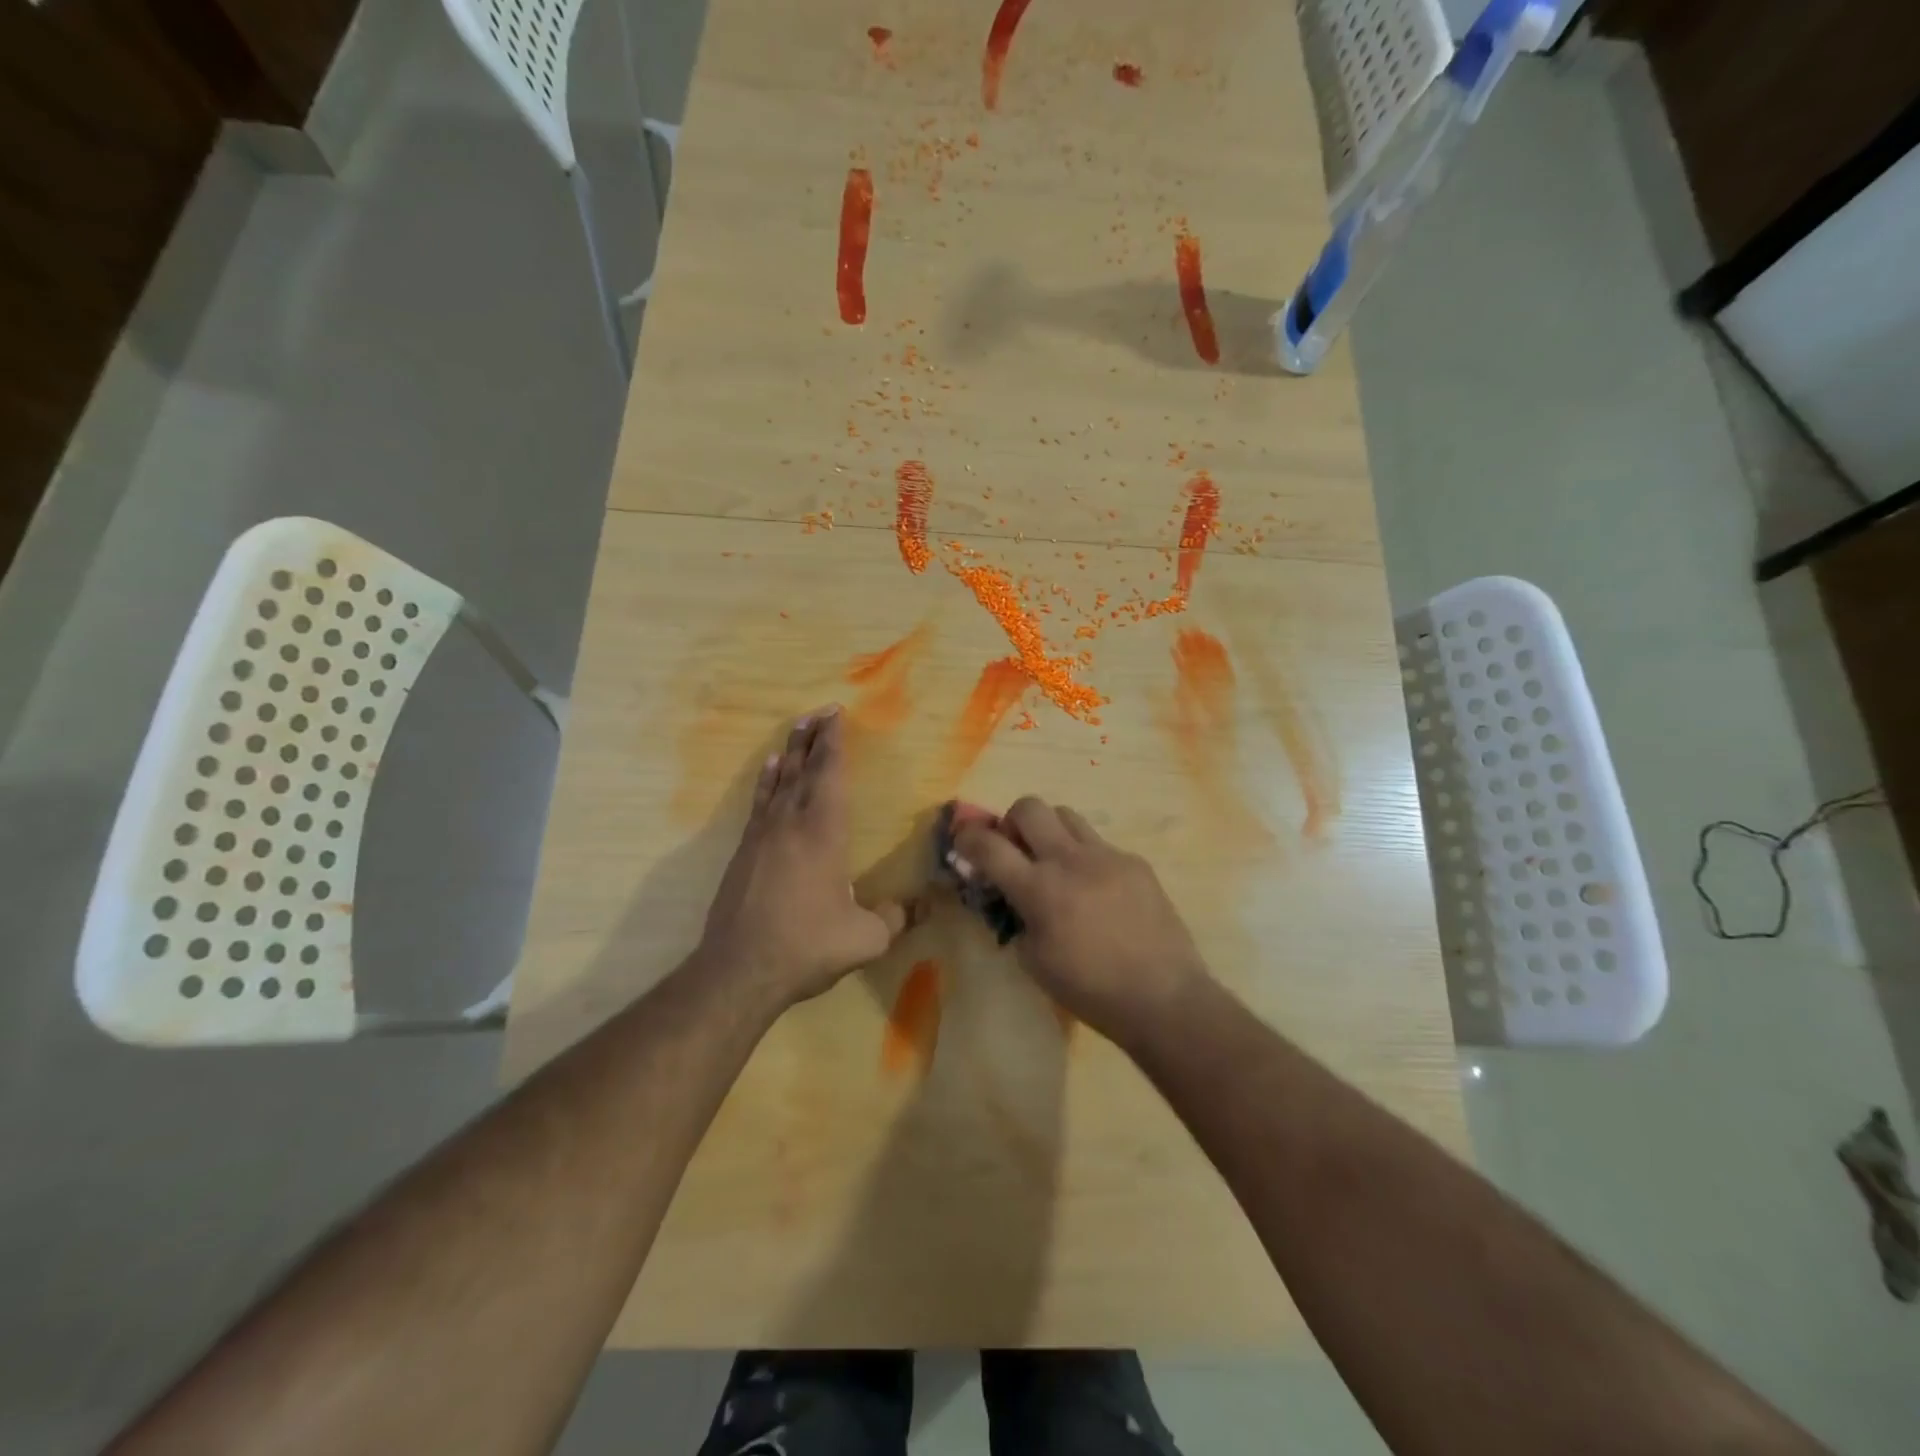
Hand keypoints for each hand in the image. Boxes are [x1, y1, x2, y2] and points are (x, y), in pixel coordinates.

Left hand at [696, 707, 908, 1013]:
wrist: (739, 970)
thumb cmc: (807, 946)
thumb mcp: (865, 939)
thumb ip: (896, 918)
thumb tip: (924, 906)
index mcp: (823, 833)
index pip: (830, 775)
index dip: (835, 743)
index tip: (837, 715)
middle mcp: (791, 823)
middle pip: (803, 769)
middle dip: (814, 738)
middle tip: (821, 711)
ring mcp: (763, 835)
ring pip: (779, 780)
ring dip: (790, 751)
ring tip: (797, 727)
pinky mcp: (744, 851)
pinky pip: (759, 802)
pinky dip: (766, 780)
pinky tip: (769, 769)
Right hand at [952, 797, 1209, 1045]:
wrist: (1163, 997)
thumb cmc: (1091, 990)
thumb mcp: (1035, 962)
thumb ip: (1017, 918)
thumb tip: (1012, 896)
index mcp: (1040, 889)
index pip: (990, 845)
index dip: (968, 837)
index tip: (963, 840)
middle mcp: (1070, 860)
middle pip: (1030, 807)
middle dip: (1012, 822)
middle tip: (1016, 849)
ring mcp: (1107, 856)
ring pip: (1066, 814)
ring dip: (1050, 831)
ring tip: (1056, 863)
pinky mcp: (1135, 862)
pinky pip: (1099, 844)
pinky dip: (1085, 858)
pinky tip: (1097, 892)